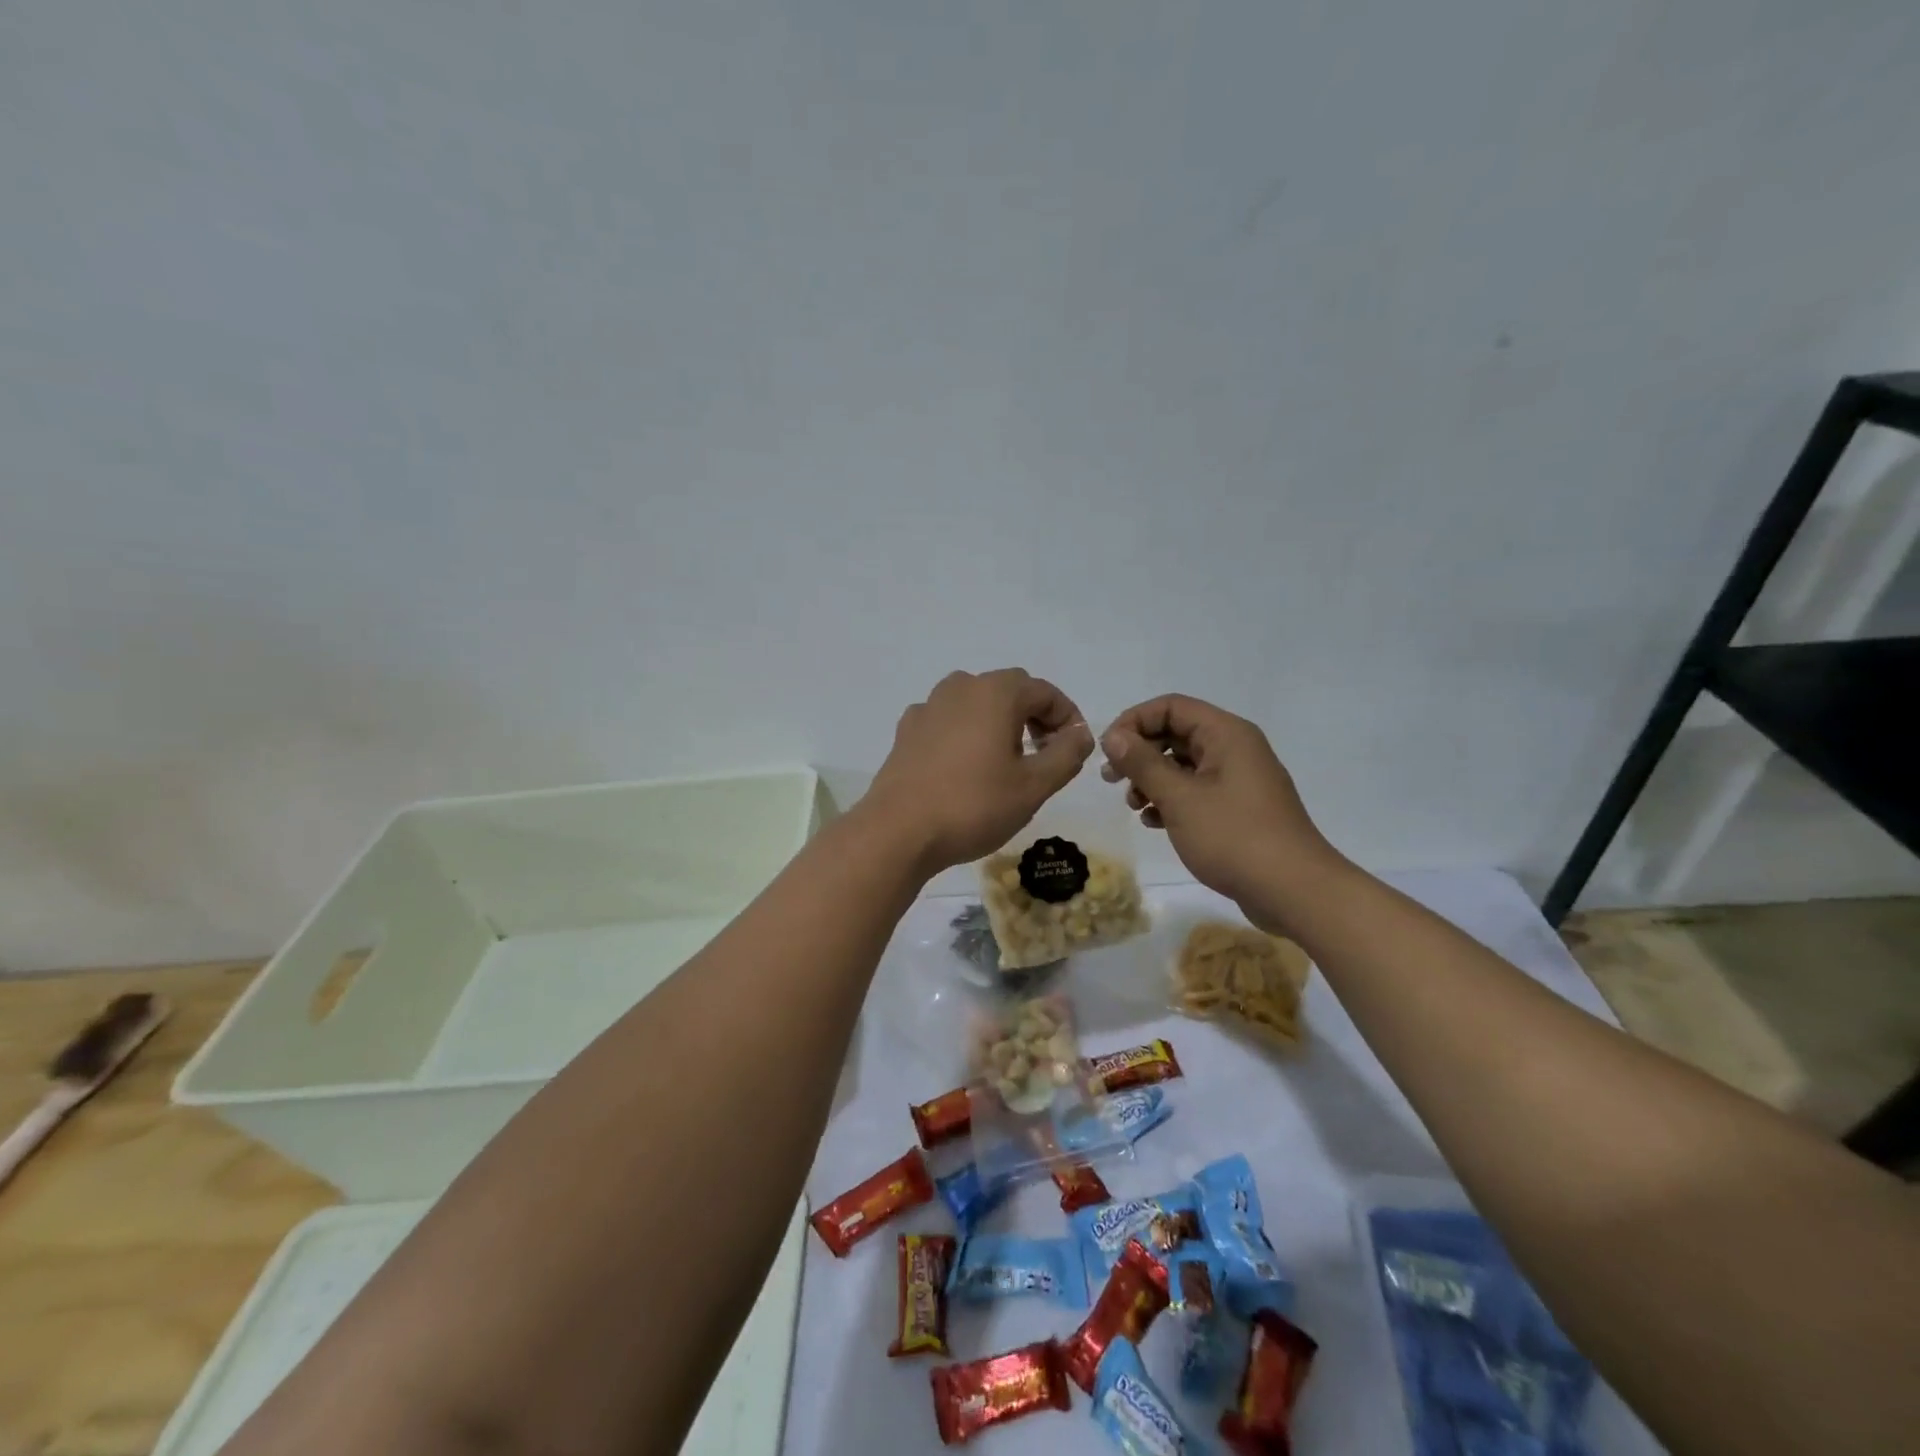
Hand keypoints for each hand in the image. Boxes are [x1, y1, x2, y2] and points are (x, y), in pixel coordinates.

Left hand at [867, 669, 1094, 873]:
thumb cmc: (974, 806)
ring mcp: (929, 707)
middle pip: (1010, 691)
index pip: (1045, 692)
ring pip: (976, 704)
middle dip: (1034, 717)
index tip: (1075, 750)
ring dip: (999, 723)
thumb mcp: (1033, 786)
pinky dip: (966, 734)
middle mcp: (960, 687)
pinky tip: (966, 768)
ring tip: (1007, 762)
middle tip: (1046, 756)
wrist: (898, 831)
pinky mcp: (907, 730)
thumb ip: (1066, 755)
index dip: (1067, 718)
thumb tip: (1081, 734)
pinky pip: (948, 721)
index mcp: (995, 693)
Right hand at [1100, 694, 1337, 928]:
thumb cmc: (1234, 837)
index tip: (1108, 750)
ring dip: (1152, 780)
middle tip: (1111, 780)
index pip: (1171, 707)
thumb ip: (1142, 763)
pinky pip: (1197, 790)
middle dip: (1140, 753)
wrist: (1294, 891)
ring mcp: (1239, 779)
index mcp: (1226, 734)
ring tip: (1134, 806)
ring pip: (1183, 765)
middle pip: (1176, 733)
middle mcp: (1235, 748)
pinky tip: (1154, 822)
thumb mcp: (1179, 798)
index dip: (1134, 721)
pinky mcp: (1239, 808)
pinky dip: (1171, 800)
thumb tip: (1113, 736)